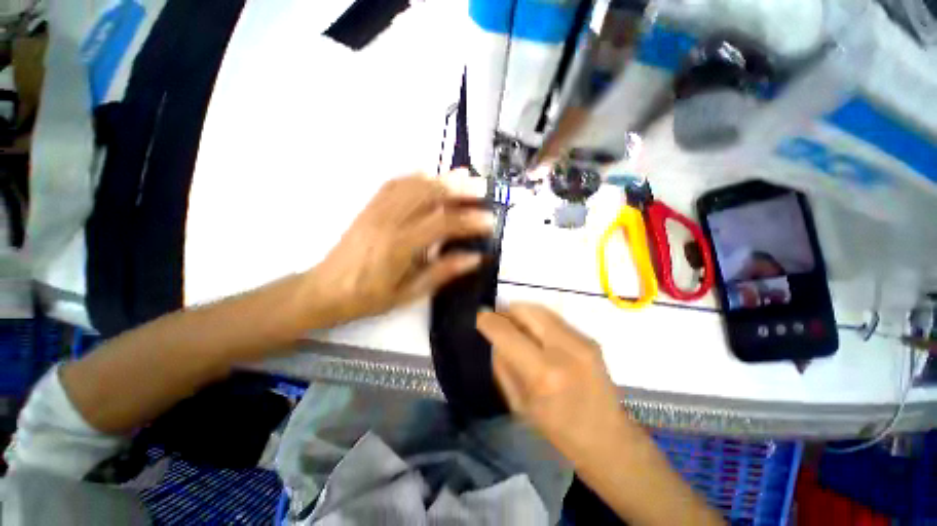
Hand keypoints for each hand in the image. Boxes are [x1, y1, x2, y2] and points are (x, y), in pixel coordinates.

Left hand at [311, 171, 492, 323]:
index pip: (442, 224)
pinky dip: (415, 177)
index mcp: (399, 246)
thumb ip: (442, 272)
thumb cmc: (368, 297)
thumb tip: (475, 258)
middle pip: (427, 195)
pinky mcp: (368, 207)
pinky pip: (393, 184)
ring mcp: (376, 210)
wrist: (325, 290)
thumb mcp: (408, 294)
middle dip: (458, 189)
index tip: (489, 220)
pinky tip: (429, 175)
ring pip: (412, 185)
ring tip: (463, 176)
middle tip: (482, 187)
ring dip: (440, 179)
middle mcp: (388, 221)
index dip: (468, 220)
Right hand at [476, 303, 628, 461]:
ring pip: (540, 310)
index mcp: (544, 373)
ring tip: (514, 326)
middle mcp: (564, 349)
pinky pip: (554, 319)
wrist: (609, 440)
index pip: (506, 332)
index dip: (487, 321)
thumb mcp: (520, 404)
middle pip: (526, 310)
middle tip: (497, 320)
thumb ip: (503, 366)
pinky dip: (538, 321)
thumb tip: (493, 338)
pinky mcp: (589, 339)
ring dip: (522, 314)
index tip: (478, 317)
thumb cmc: (558, 431)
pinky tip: (535, 335)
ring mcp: (581, 341)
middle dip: (506, 311)